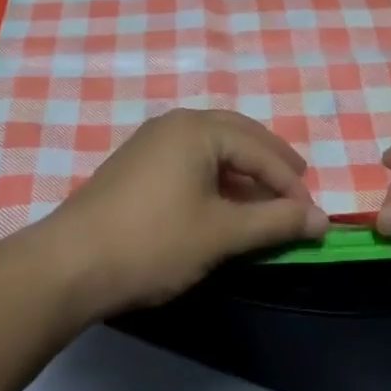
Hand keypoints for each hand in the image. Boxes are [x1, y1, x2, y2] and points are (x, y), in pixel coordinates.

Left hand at [38, 109, 328, 315]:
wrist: (69, 266)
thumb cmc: (153, 243)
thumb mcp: (221, 234)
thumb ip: (275, 222)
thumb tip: (322, 220)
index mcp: (197, 129)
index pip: (259, 150)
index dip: (290, 183)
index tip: (313, 215)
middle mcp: (174, 124)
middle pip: (237, 135)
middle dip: (271, 162)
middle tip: (297, 186)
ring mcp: (151, 142)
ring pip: (212, 146)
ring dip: (243, 168)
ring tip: (265, 196)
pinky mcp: (135, 164)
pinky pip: (190, 159)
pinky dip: (216, 175)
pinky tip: (223, 201)